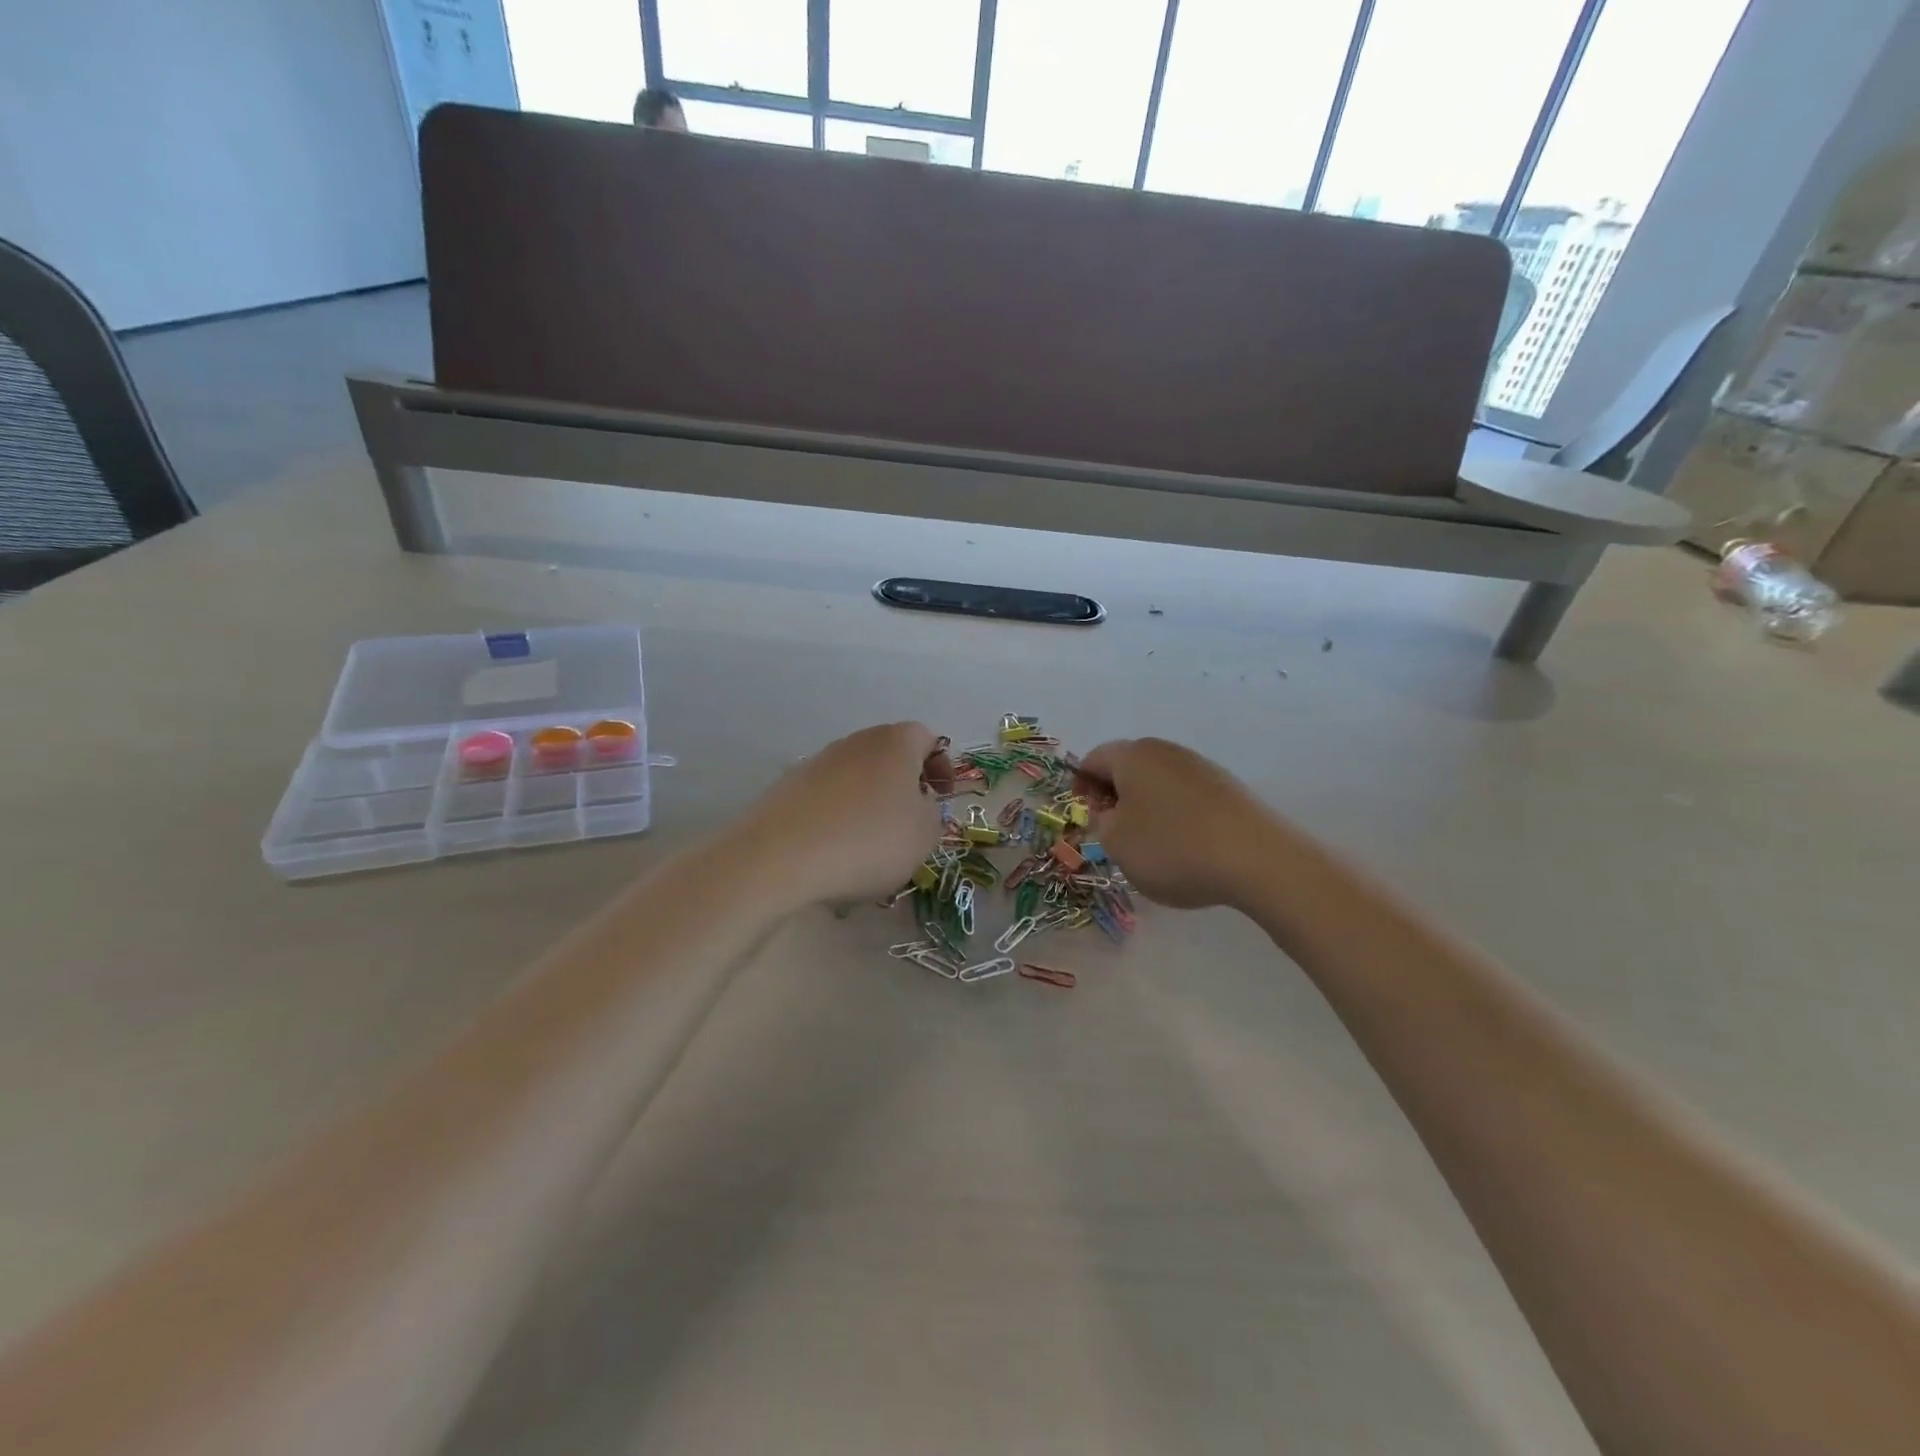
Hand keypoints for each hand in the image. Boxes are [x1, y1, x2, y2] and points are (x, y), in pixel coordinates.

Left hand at [737, 722, 952, 909]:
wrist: (780, 856)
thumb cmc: (869, 840)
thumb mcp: (924, 834)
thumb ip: (933, 813)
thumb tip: (918, 804)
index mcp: (896, 742)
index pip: (928, 738)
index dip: (941, 767)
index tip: (942, 798)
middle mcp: (856, 742)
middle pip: (889, 756)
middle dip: (904, 787)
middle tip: (910, 823)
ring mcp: (818, 762)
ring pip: (857, 779)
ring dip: (869, 804)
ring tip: (871, 847)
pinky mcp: (788, 787)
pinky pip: (827, 800)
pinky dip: (838, 819)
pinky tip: (835, 855)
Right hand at [1076, 738, 1279, 910]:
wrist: (1256, 859)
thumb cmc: (1171, 847)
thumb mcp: (1116, 843)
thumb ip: (1101, 822)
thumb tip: (1111, 811)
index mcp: (1132, 755)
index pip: (1093, 760)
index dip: (1081, 787)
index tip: (1086, 818)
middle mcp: (1166, 751)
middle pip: (1128, 767)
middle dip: (1115, 797)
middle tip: (1113, 833)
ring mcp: (1201, 767)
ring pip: (1159, 782)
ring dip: (1146, 807)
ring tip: (1150, 845)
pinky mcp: (1227, 788)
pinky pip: (1187, 797)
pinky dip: (1176, 816)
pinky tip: (1185, 847)